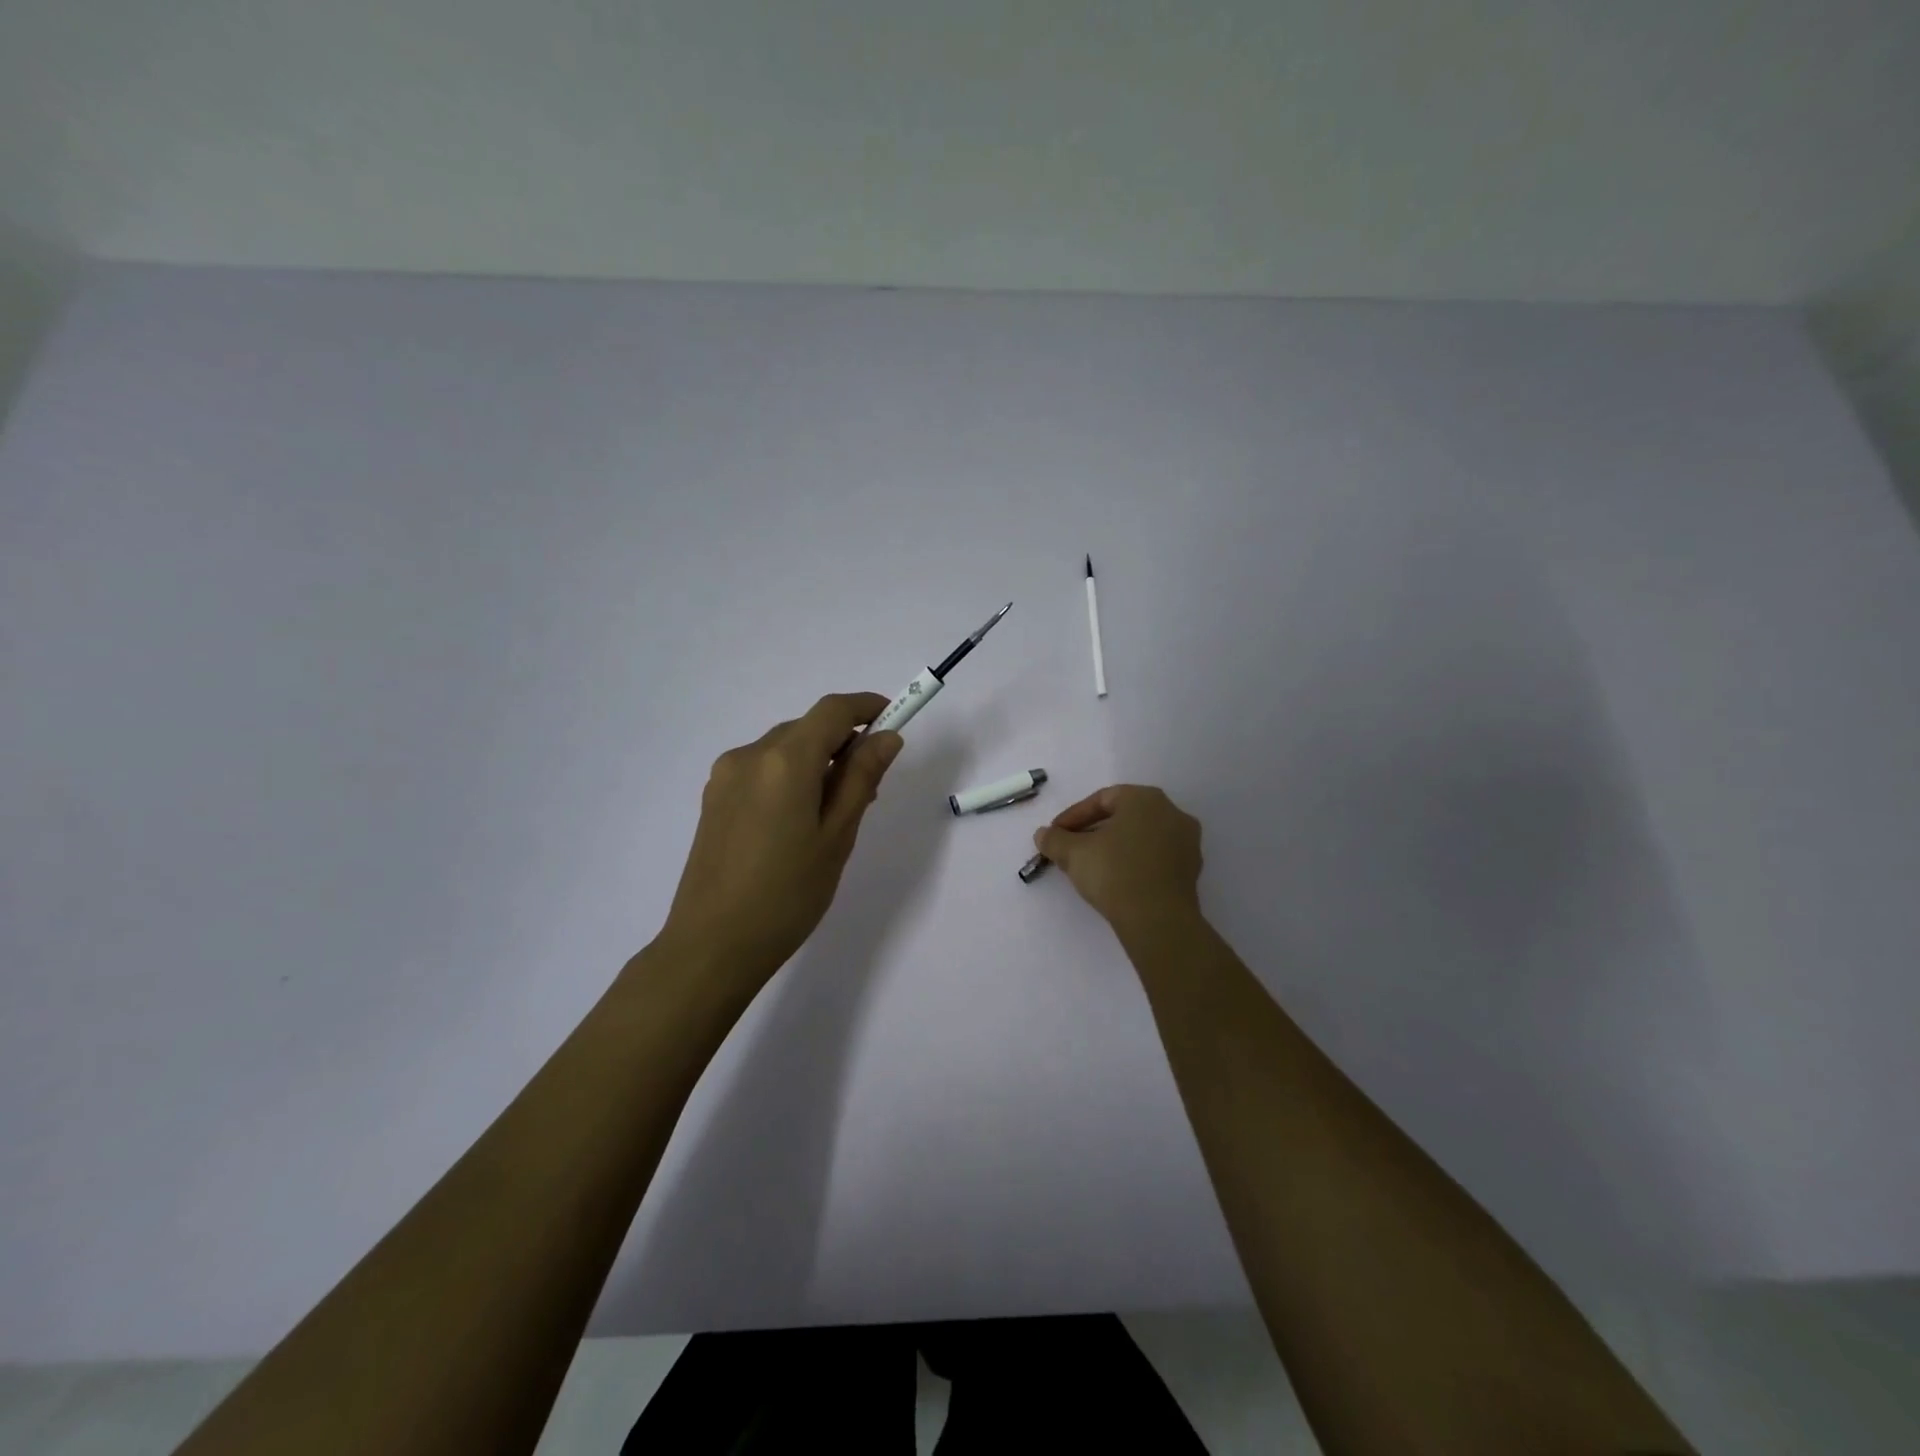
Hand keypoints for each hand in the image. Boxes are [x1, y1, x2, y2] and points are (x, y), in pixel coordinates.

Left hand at [658, 692, 903, 985]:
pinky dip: (790, 777)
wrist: (712, 946)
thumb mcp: (837, 836)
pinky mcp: (714, 798)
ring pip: (784, 749)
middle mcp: (749, 755)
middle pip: (807, 728)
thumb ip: (862, 778)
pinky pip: (762, 770)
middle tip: (870, 787)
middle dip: (843, 743)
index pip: (832, 711)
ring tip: (834, 812)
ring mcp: (725, 776)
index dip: (866, 707)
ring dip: (816, 762)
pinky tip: (798, 821)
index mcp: (784, 760)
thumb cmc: (788, 894)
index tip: (894, 719)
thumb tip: (886, 737)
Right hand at [1033, 784, 1203, 930]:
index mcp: (1145, 798)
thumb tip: (1042, 835)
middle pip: (1123, 816)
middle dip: (1094, 831)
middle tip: (1071, 849)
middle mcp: (1171, 812)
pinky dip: (1134, 862)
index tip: (1055, 835)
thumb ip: (1055, 840)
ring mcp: (1187, 841)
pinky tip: (1117, 880)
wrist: (1158, 920)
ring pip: (1140, 837)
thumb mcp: (1074, 854)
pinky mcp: (1191, 869)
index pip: (1101, 799)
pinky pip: (1155, 857)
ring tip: (1092, 866)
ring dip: (1114, 847)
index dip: (1073, 816)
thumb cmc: (1114, 873)